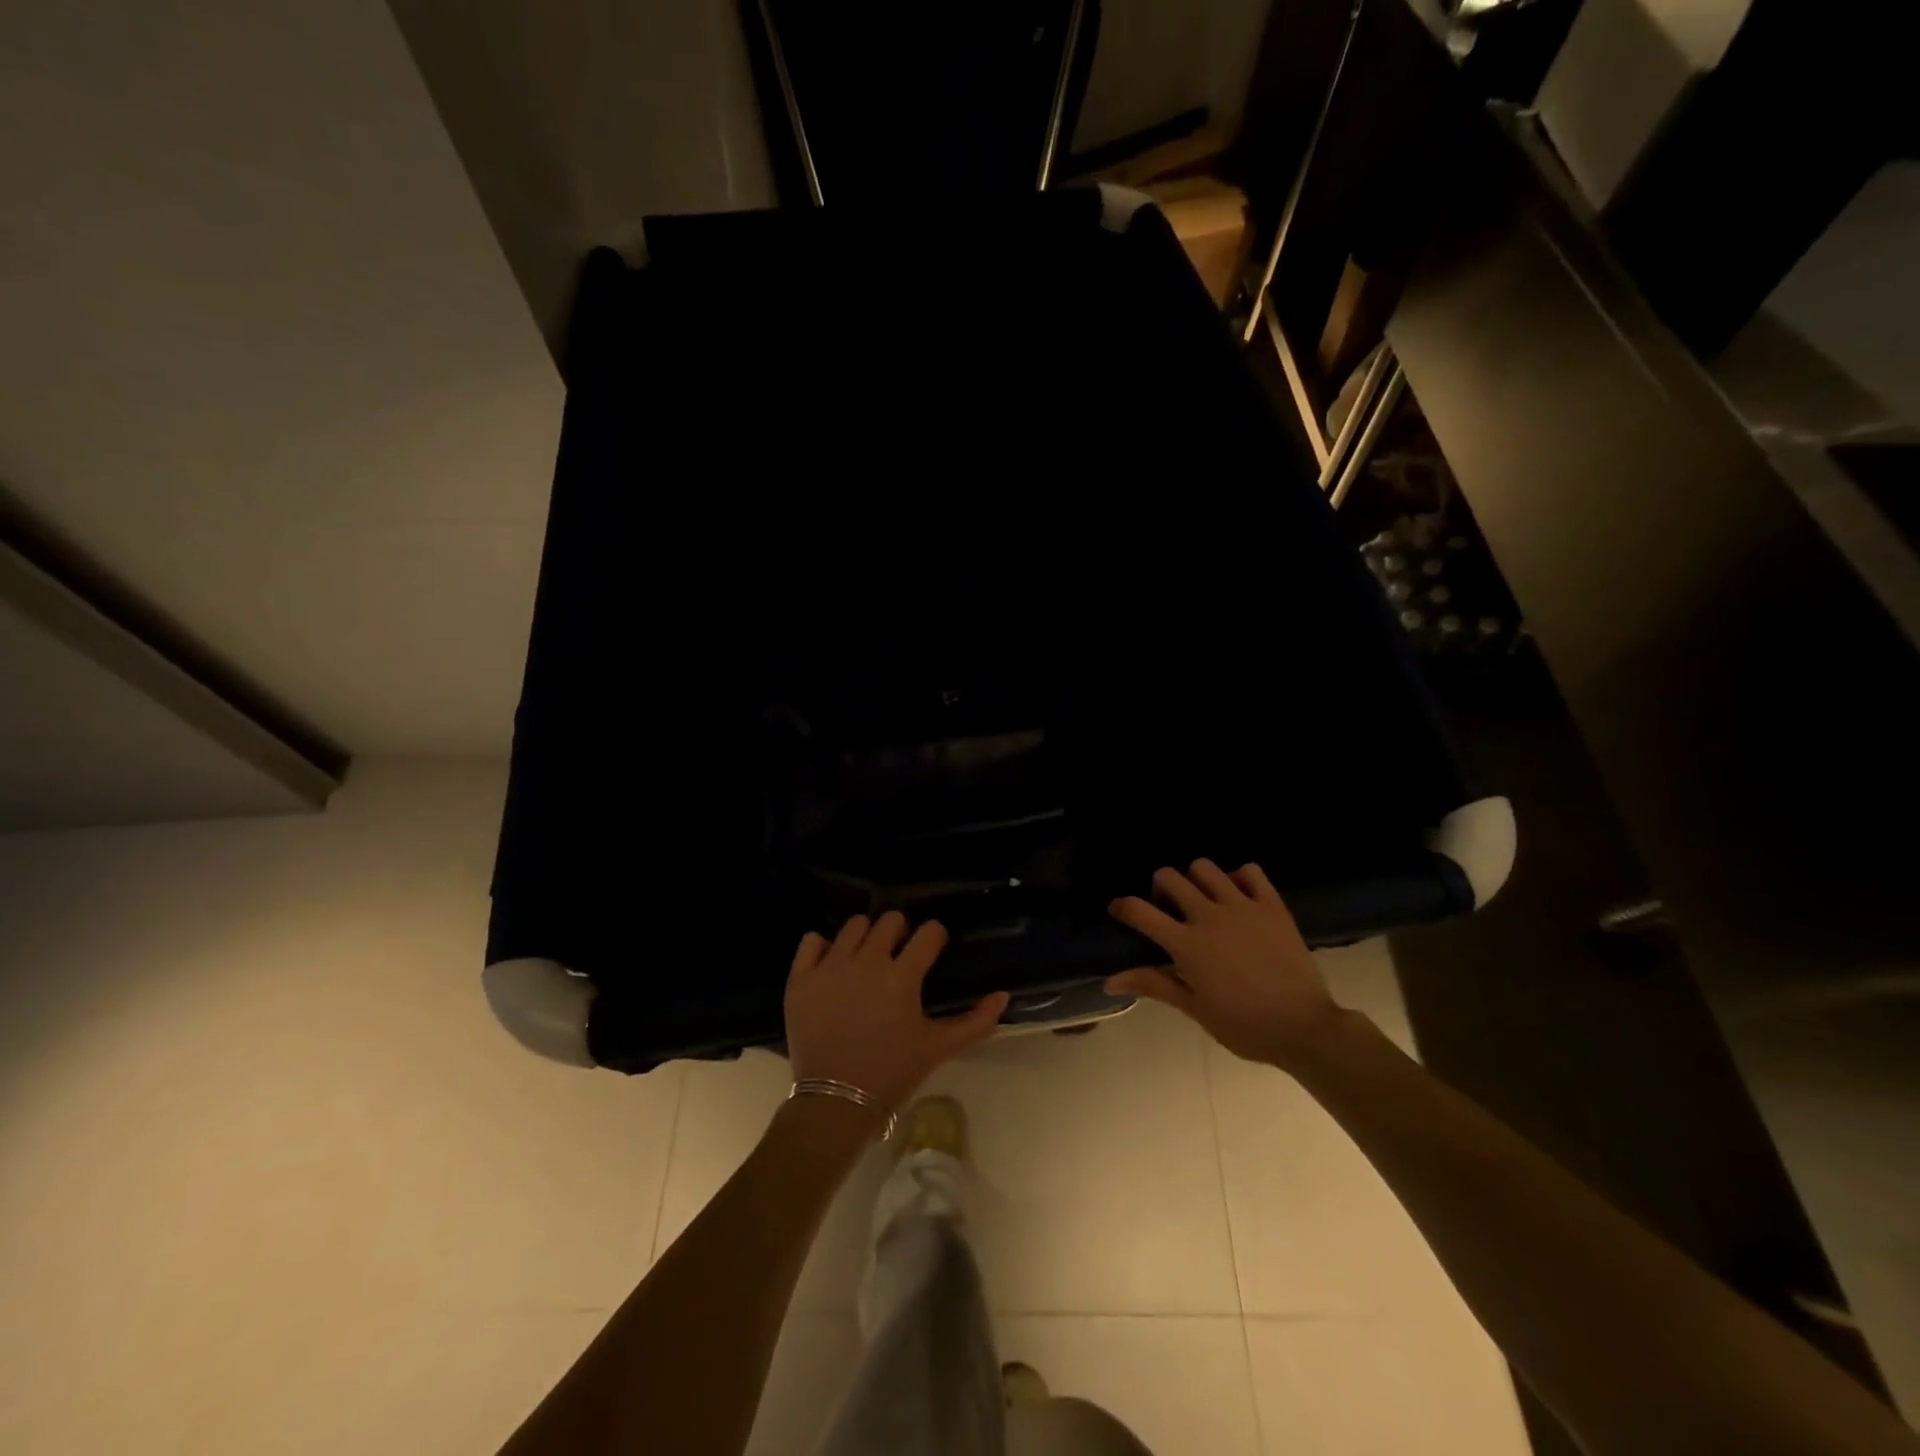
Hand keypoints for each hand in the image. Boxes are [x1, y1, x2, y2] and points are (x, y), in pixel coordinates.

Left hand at [785, 912, 1010, 1113]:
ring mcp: (830, 967)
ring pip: (853, 926)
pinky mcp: (800, 978)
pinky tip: (832, 964)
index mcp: (902, 976)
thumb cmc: (892, 1073)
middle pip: (889, 920)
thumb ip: (976, 1021)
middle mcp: (866, 962)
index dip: (934, 937)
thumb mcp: (938, 1048)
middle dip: (900, 931)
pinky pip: (811, 940)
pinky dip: (822, 947)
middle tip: (899, 954)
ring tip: (866, 958)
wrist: (835, 1103)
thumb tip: (1003, 995)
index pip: (927, 933)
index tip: (932, 947)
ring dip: (865, 936)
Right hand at [1105, 859, 1346, 1067]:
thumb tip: (1110, 981)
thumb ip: (1153, 985)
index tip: (1118, 911)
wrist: (1304, 1028)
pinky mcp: (1272, 905)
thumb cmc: (1244, 1026)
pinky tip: (1238, 896)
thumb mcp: (1195, 1009)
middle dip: (1160, 888)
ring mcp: (1242, 906)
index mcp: (1187, 944)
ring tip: (1203, 900)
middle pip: (1169, 877)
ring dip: (1196, 879)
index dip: (1122, 906)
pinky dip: (1238, 877)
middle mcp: (1209, 916)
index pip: (1140, 911)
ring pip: (1205, 868)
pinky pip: (1250, 871)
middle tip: (1168, 909)